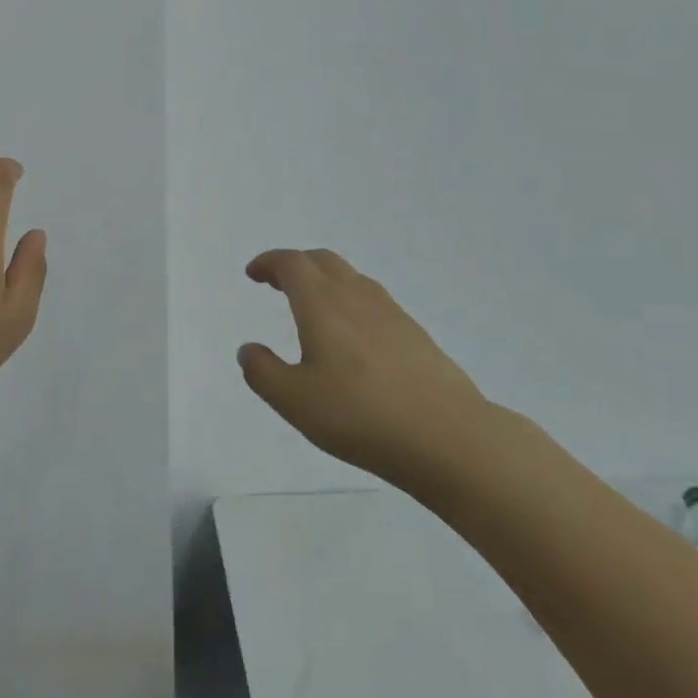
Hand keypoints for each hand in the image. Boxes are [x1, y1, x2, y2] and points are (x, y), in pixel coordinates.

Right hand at [239, 249, 495, 495]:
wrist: (449, 437)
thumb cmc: (361, 414)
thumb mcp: (294, 400)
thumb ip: (263, 372)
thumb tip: (248, 350)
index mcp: (322, 302)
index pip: (291, 263)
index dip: (269, 263)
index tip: (253, 274)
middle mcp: (356, 296)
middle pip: (322, 261)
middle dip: (295, 265)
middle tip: (277, 283)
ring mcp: (391, 313)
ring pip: (351, 279)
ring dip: (324, 281)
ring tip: (311, 307)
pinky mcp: (415, 335)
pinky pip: (373, 302)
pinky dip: (350, 302)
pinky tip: (351, 337)